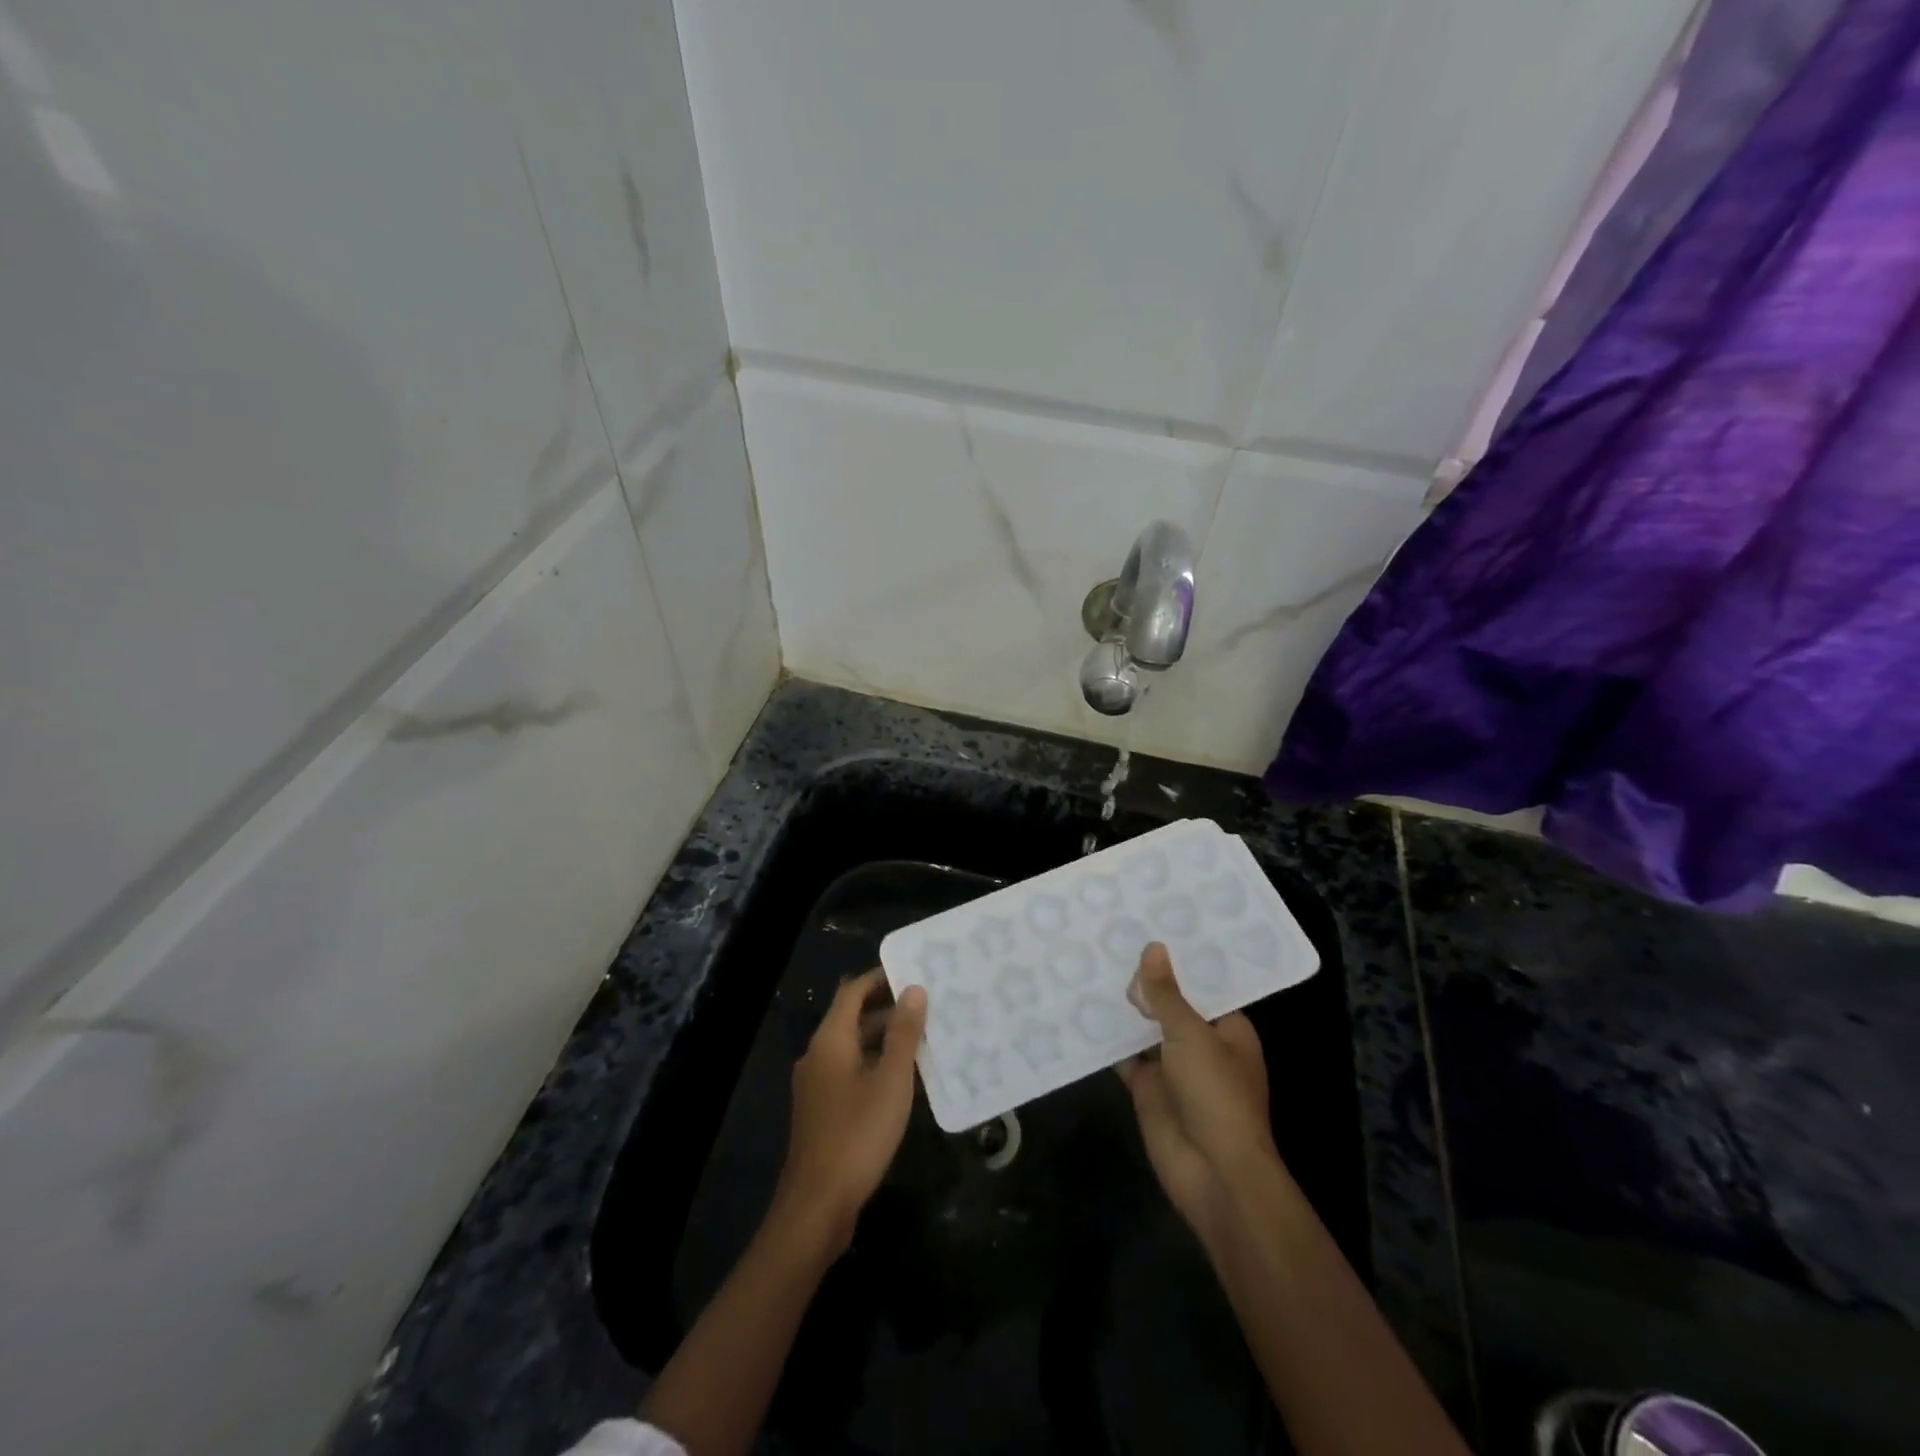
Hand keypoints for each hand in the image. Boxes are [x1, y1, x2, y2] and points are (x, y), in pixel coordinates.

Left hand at [775, 968, 926, 1252]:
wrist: (817, 1206)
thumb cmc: (857, 1135)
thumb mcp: (891, 1081)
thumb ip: (903, 1034)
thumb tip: (913, 989)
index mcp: (830, 1041)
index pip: (853, 992)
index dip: (880, 978)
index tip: (913, 970)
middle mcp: (818, 1056)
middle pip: (852, 1017)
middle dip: (888, 1007)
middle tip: (928, 1002)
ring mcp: (818, 1085)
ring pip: (854, 1046)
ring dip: (885, 1038)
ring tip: (925, 1035)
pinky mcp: (823, 1111)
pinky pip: (852, 1071)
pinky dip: (876, 1064)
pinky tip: (905, 1077)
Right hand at [1119, 942, 1278, 1246]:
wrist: (1213, 1173)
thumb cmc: (1216, 1095)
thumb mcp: (1192, 1035)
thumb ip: (1167, 995)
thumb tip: (1153, 948)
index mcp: (1227, 1028)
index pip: (1201, 984)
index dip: (1176, 960)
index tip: (1148, 925)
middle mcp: (1200, 1043)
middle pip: (1169, 1004)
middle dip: (1144, 981)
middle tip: (1108, 937)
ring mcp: (1172, 1067)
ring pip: (1143, 1029)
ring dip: (1122, 1008)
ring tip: (1089, 963)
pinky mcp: (1147, 1088)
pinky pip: (1124, 1056)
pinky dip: (1105, 1040)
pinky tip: (1079, 1010)